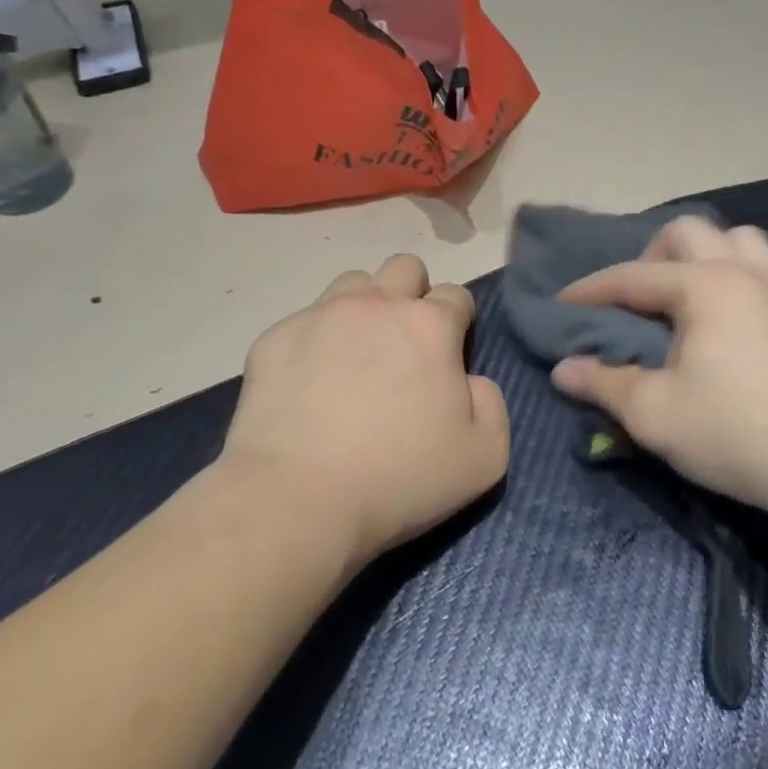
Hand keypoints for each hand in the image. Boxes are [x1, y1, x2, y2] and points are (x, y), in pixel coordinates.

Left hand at [223, 254, 509, 567]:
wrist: (296, 500)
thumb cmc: (399, 478)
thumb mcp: (484, 457)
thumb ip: (492, 405)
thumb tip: (470, 382)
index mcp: (430, 325)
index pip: (456, 295)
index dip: (458, 322)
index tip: (449, 356)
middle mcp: (377, 305)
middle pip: (405, 268)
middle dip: (413, 295)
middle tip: (405, 345)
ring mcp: (320, 315)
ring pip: (353, 284)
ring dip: (364, 308)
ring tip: (356, 356)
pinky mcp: (275, 338)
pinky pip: (304, 321)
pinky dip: (315, 341)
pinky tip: (309, 385)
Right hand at [550, 216, 767, 518]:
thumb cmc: (736, 433)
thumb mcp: (655, 415)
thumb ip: (603, 385)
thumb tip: (562, 369)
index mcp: (705, 286)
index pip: (633, 276)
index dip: (591, 290)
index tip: (562, 304)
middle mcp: (746, 272)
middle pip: (689, 232)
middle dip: (651, 255)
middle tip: (638, 300)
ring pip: (739, 239)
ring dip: (705, 255)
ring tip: (690, 297)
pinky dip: (739, 278)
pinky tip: (735, 323)